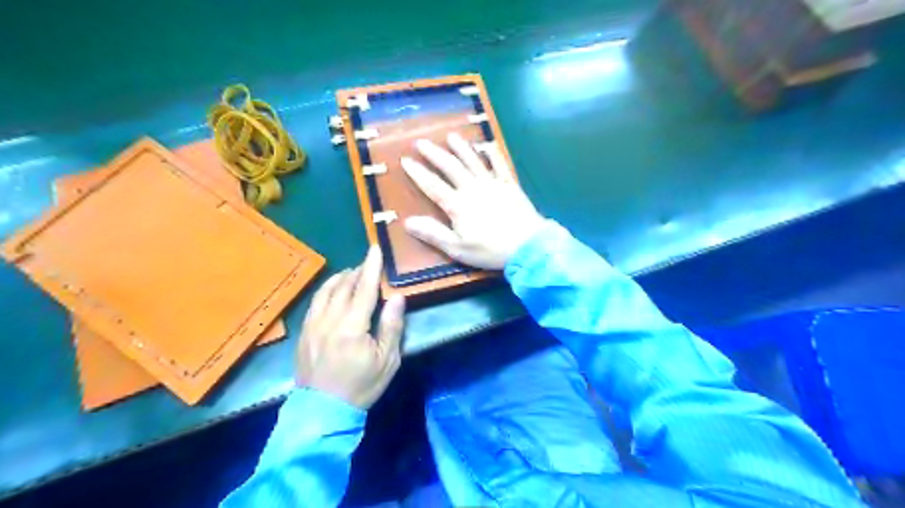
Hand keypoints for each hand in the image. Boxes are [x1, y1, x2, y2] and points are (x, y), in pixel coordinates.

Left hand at [296, 247, 403, 408]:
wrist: (323, 411)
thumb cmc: (361, 386)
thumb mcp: (387, 360)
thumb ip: (392, 326)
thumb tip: (396, 297)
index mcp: (352, 326)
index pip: (363, 288)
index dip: (371, 267)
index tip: (375, 248)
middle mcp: (329, 320)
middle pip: (343, 285)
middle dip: (357, 270)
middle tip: (369, 264)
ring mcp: (312, 325)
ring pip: (325, 291)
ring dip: (340, 277)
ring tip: (352, 273)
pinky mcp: (304, 332)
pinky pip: (315, 302)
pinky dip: (326, 290)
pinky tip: (333, 290)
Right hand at [402, 134, 543, 271]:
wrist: (527, 245)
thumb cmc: (490, 250)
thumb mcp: (457, 248)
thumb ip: (433, 234)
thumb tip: (407, 221)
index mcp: (458, 205)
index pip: (433, 185)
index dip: (418, 172)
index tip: (405, 160)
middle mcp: (472, 188)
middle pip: (450, 167)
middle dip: (434, 154)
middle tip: (421, 142)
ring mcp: (493, 184)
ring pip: (473, 161)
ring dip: (461, 148)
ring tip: (451, 136)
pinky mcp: (509, 185)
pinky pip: (500, 165)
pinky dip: (493, 154)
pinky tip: (488, 145)